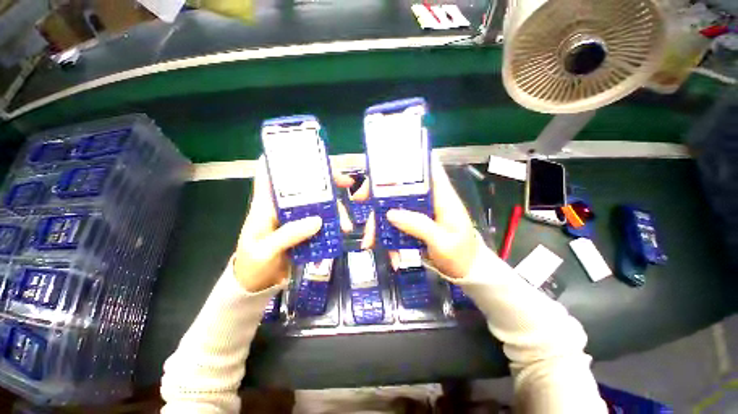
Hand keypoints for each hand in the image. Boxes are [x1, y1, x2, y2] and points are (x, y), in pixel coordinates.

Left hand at [233, 157, 362, 291]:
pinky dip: (334, 222)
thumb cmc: (253, 265)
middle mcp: (283, 207)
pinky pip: (322, 221)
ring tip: (347, 223)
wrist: (257, 286)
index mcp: (265, 205)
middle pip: (304, 186)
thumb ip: (288, 235)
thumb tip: (318, 221)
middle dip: (326, 181)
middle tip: (346, 183)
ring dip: (335, 208)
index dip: (286, 159)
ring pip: (318, 204)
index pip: (271, 173)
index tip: (309, 156)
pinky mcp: (305, 230)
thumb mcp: (265, 250)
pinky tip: (344, 228)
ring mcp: (296, 218)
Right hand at [365, 155, 478, 278]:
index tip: (384, 167)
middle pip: (401, 188)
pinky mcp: (413, 225)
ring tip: (369, 242)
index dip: (407, 163)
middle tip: (358, 198)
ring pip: (393, 208)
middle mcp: (428, 200)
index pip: (427, 169)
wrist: (466, 272)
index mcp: (442, 197)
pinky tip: (390, 256)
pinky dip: (387, 238)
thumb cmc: (461, 255)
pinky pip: (395, 226)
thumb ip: (418, 225)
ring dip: (378, 223)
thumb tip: (390, 213)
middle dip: (378, 192)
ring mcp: (419, 213)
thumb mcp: (442, 242)